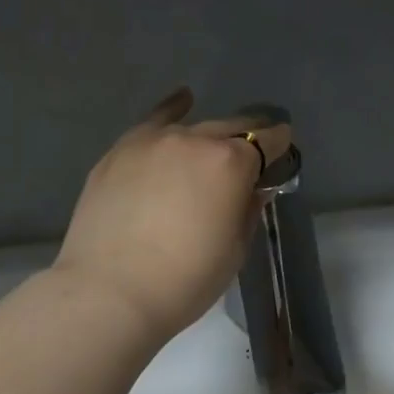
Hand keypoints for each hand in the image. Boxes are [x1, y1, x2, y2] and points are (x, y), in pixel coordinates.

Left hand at [53, 88, 292, 343]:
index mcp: (231, 163)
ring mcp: (154, 141)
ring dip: (209, 137)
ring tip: (214, 148)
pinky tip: (182, 100)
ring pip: (193, 128)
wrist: (109, 293)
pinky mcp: (121, 150)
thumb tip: (253, 189)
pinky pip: (154, 121)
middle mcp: (195, 140)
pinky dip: (172, 111)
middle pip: (231, 129)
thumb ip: (247, 210)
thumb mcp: (234, 250)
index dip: (279, 145)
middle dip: (247, 138)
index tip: (283, 149)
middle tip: (251, 155)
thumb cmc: (185, 280)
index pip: (267, 141)